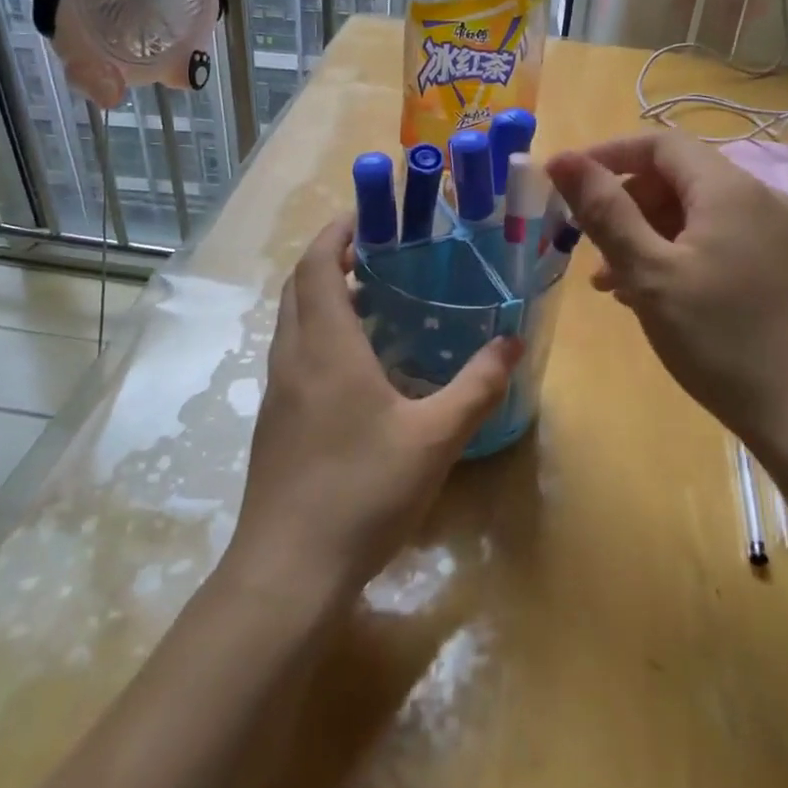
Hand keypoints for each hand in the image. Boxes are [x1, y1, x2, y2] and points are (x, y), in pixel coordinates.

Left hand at [227, 219, 522, 603]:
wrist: (288, 571)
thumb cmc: (362, 492)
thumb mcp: (434, 438)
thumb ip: (476, 387)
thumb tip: (512, 343)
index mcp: (326, 347)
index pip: (317, 265)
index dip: (336, 232)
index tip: (368, 217)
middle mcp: (293, 358)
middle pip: (298, 286)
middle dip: (329, 258)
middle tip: (376, 253)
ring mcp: (277, 392)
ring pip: (291, 321)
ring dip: (321, 296)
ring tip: (370, 299)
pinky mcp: (274, 423)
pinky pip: (293, 354)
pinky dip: (317, 334)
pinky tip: (356, 365)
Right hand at [545, 134, 787, 464]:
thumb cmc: (719, 337)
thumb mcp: (649, 272)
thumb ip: (604, 211)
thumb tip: (561, 158)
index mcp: (728, 189)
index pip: (659, 144)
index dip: (608, 155)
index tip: (567, 185)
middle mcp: (757, 199)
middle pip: (677, 178)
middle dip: (626, 204)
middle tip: (589, 248)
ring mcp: (773, 235)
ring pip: (695, 214)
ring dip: (647, 235)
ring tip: (612, 283)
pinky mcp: (778, 268)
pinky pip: (716, 241)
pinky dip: (677, 255)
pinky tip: (654, 297)